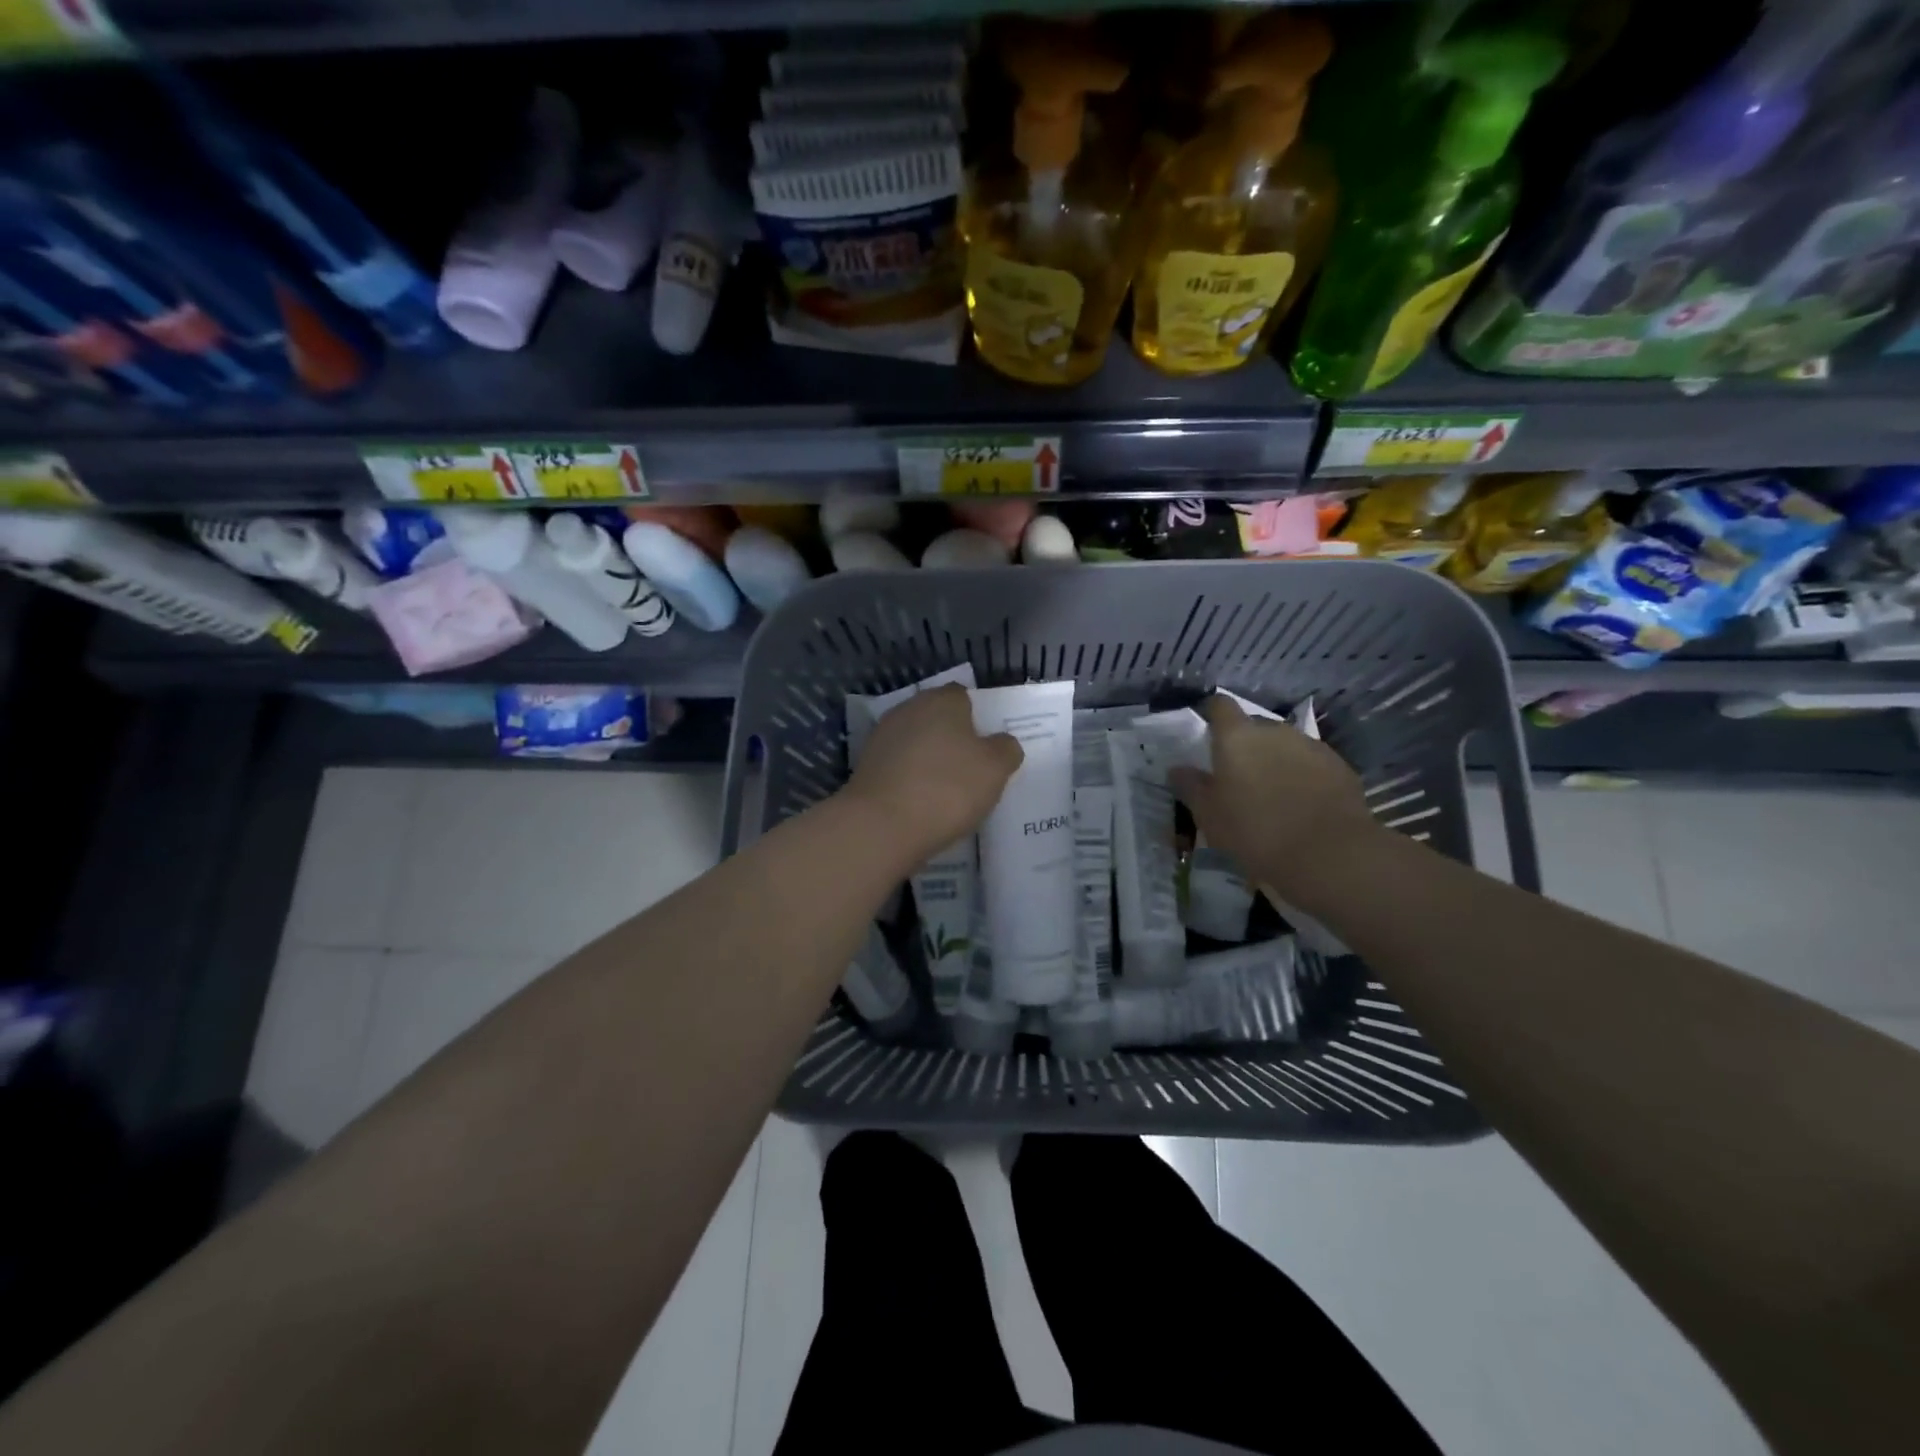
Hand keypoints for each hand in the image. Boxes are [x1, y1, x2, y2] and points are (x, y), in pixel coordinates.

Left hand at [843, 684, 1022, 863]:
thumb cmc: (947, 787)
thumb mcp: (996, 768)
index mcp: (941, 700)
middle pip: (937, 718)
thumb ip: (1005, 749)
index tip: (988, 745)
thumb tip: (1002, 743)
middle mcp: (908, 709)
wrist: (881, 825)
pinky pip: (899, 767)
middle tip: (973, 768)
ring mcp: (882, 738)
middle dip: (953, 738)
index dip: (978, 717)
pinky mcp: (866, 767)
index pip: (963, 696)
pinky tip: (923, 803)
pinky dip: (911, 779)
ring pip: (917, 743)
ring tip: (949, 791)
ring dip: (930, 759)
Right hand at [1168, 694, 1376, 893]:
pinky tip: (1300, 804)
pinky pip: (1311, 763)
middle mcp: (1274, 731)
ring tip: (1271, 793)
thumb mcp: (1209, 815)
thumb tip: (1177, 769)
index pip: (1220, 706)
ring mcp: (1310, 746)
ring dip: (1274, 760)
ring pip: (1284, 745)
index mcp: (1237, 737)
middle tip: (1237, 775)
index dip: (1212, 714)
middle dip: (1245, 744)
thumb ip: (1191, 786)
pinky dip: (1302, 775)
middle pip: (1254, 726)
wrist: (1329, 855)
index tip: (1207, 732)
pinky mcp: (1339, 766)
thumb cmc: (1255, 832)